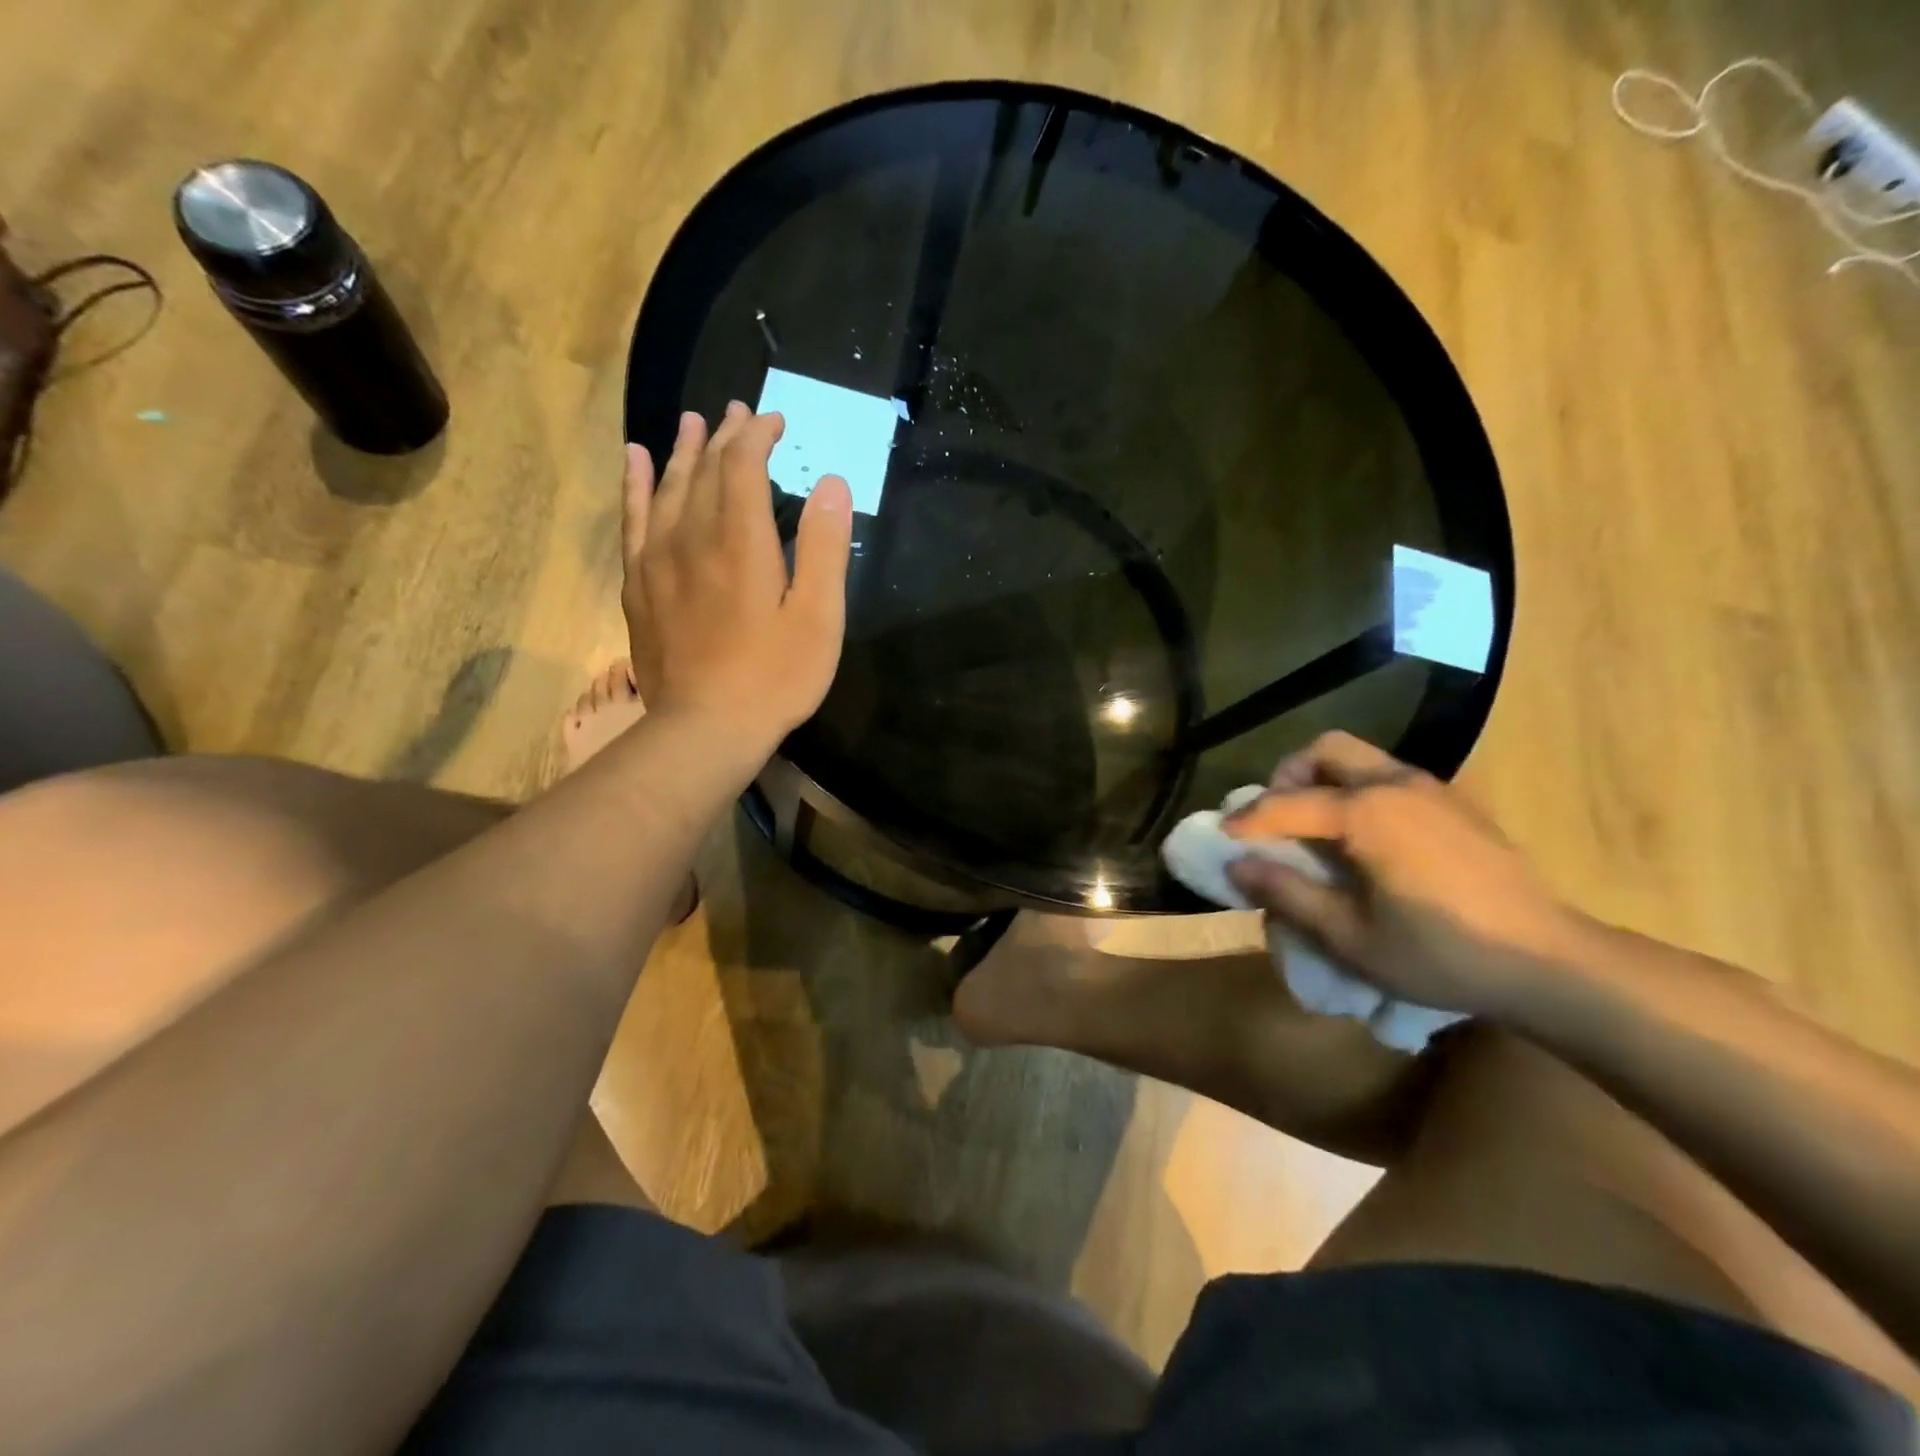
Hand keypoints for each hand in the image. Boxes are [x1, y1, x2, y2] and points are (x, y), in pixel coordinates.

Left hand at [620, 404, 851, 750]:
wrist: (706, 728)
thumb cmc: (774, 676)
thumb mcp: (818, 617)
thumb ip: (823, 547)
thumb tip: (832, 482)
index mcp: (740, 541)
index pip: (743, 465)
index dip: (758, 436)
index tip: (776, 422)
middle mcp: (692, 537)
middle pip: (704, 470)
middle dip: (725, 436)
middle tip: (739, 413)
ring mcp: (658, 561)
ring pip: (667, 488)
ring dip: (683, 451)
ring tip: (691, 423)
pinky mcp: (639, 586)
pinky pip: (633, 520)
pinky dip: (636, 486)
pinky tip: (637, 463)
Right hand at [1224, 732, 1590, 1017]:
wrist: (1551, 963)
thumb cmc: (1442, 955)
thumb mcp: (1351, 937)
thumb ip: (1289, 894)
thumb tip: (1237, 865)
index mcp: (1368, 813)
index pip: (1287, 803)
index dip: (1247, 819)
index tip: (1222, 835)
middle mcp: (1396, 785)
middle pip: (1325, 750)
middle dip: (1289, 777)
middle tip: (1277, 818)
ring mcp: (1432, 789)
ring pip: (1360, 758)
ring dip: (1324, 781)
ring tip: (1315, 828)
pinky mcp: (1456, 804)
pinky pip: (1389, 777)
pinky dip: (1359, 792)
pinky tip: (1364, 839)